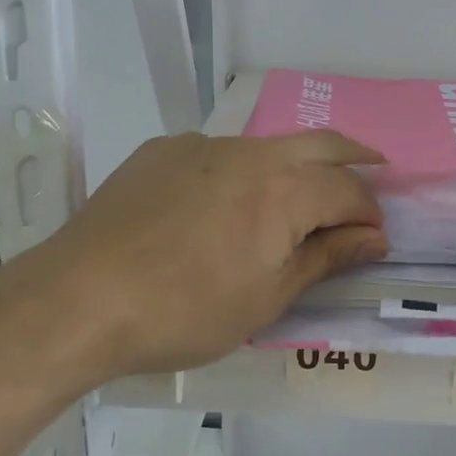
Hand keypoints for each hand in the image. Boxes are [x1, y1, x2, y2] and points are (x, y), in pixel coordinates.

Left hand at [0, 130, 388, 378]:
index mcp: (284, 190)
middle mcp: (249, 152)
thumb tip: (374, 238)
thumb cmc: (184, 311)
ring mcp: (201, 145)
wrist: (80, 298)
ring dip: (295, 163)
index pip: (349, 190)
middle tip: (375, 169)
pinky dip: (240, 170)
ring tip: (301, 190)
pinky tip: (221, 202)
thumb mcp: (265, 299)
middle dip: (354, 157)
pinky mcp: (161, 151)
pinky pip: (216, 153)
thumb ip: (324, 259)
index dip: (369, 213)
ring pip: (266, 145)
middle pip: (320, 143)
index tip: (375, 238)